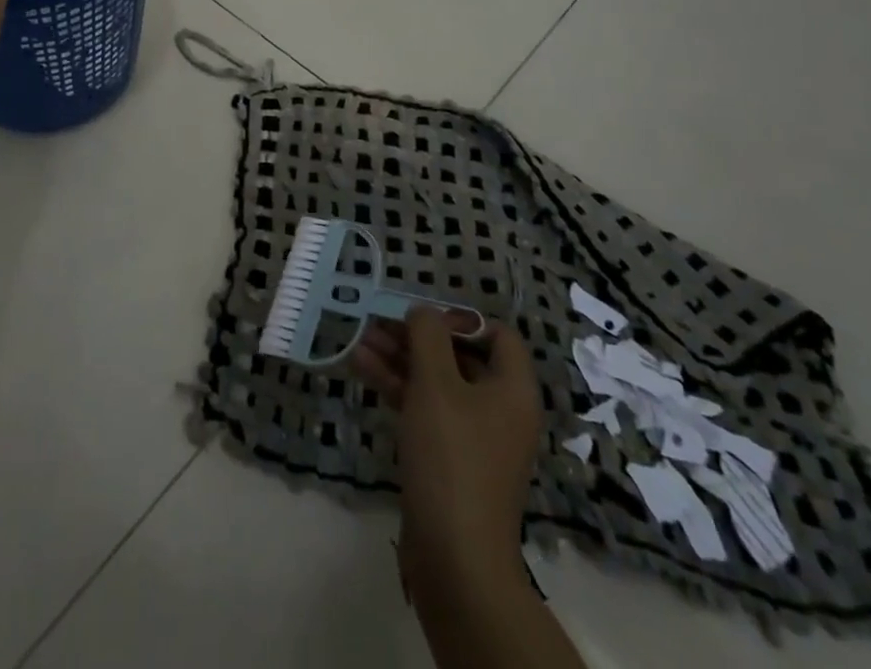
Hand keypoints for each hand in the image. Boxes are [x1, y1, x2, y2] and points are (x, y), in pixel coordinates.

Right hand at [356, 310, 542, 596]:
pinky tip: (362, 369)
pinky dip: (397, 387)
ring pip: (436, 382)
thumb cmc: (452, 458)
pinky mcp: (449, 459)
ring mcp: (474, 437)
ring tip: (358, 341)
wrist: (455, 559)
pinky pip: (425, 409)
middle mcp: (499, 409)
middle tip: (377, 322)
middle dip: (416, 337)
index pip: (497, 334)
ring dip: (399, 359)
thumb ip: (428, 337)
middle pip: (459, 356)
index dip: (460, 318)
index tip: (422, 316)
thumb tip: (423, 311)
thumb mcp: (436, 385)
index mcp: (512, 390)